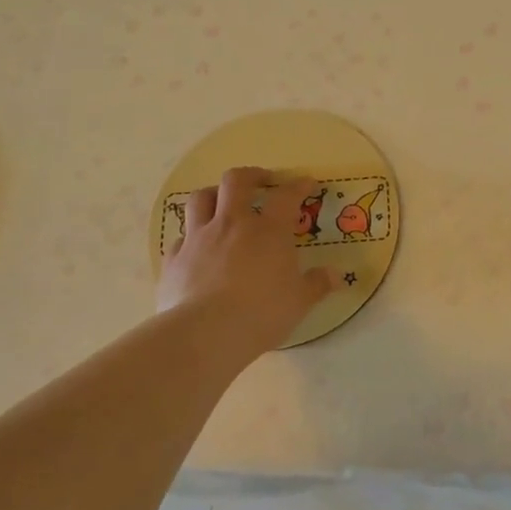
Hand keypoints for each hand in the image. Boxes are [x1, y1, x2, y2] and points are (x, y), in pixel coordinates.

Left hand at [158, 166, 335, 354]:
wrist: (204, 334)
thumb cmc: (261, 313)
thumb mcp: (299, 301)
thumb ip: (317, 284)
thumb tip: (336, 275)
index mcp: (267, 231)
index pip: (286, 196)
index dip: (298, 186)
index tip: (306, 183)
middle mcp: (231, 224)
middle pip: (236, 181)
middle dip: (251, 175)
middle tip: (262, 181)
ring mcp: (198, 239)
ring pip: (200, 199)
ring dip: (213, 194)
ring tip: (222, 203)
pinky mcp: (173, 259)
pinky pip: (180, 237)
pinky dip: (190, 236)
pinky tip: (197, 248)